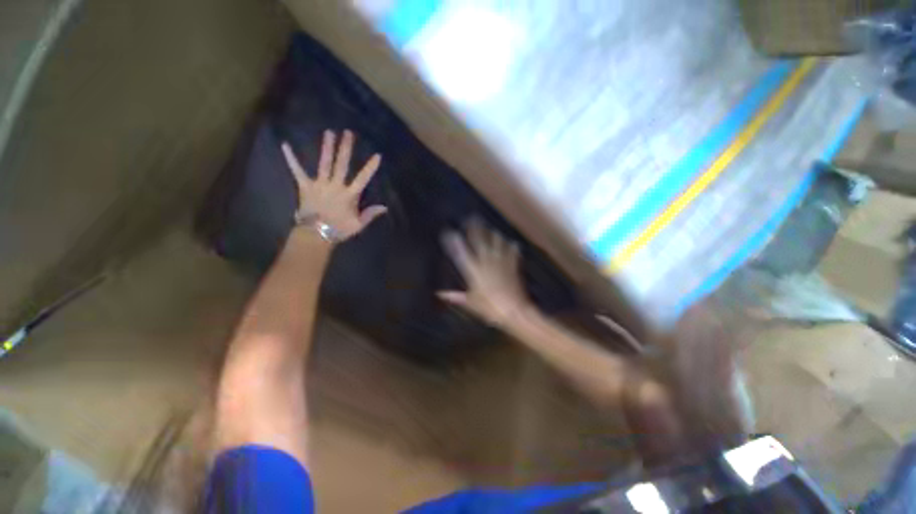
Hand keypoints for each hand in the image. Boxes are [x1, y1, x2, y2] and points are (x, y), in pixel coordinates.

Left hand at [281, 130, 386, 240]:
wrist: (316, 234)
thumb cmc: (339, 229)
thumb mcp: (358, 224)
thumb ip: (371, 214)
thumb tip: (385, 207)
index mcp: (349, 195)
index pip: (362, 179)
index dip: (370, 167)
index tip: (377, 155)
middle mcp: (335, 186)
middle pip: (341, 165)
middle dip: (345, 148)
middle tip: (348, 133)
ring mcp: (319, 184)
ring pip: (324, 163)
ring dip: (327, 148)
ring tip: (329, 132)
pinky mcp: (305, 186)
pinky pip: (297, 171)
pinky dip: (291, 159)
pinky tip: (285, 145)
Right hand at [438, 219, 532, 327]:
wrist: (513, 310)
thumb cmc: (490, 308)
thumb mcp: (470, 303)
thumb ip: (455, 296)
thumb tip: (439, 294)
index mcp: (474, 271)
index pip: (461, 252)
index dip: (455, 241)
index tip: (450, 231)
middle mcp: (486, 262)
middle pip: (479, 241)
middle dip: (475, 228)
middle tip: (472, 217)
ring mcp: (500, 262)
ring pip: (497, 242)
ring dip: (493, 234)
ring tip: (491, 229)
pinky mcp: (512, 265)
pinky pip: (512, 251)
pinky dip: (512, 246)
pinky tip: (512, 242)